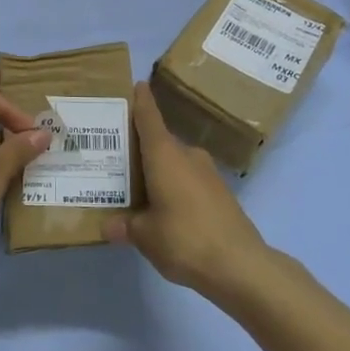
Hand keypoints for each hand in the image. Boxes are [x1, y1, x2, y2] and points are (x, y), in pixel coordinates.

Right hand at [104, 82, 270, 300]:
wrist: (241, 266)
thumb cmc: (185, 239)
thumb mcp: (145, 236)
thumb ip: (125, 226)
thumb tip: (107, 225)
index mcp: (164, 155)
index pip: (149, 118)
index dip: (142, 101)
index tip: (137, 84)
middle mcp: (187, 156)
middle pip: (160, 141)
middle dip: (141, 146)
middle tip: (117, 154)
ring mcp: (208, 174)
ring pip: (176, 162)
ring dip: (159, 169)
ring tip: (137, 185)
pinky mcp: (221, 193)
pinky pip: (189, 180)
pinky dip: (175, 186)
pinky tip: (165, 207)